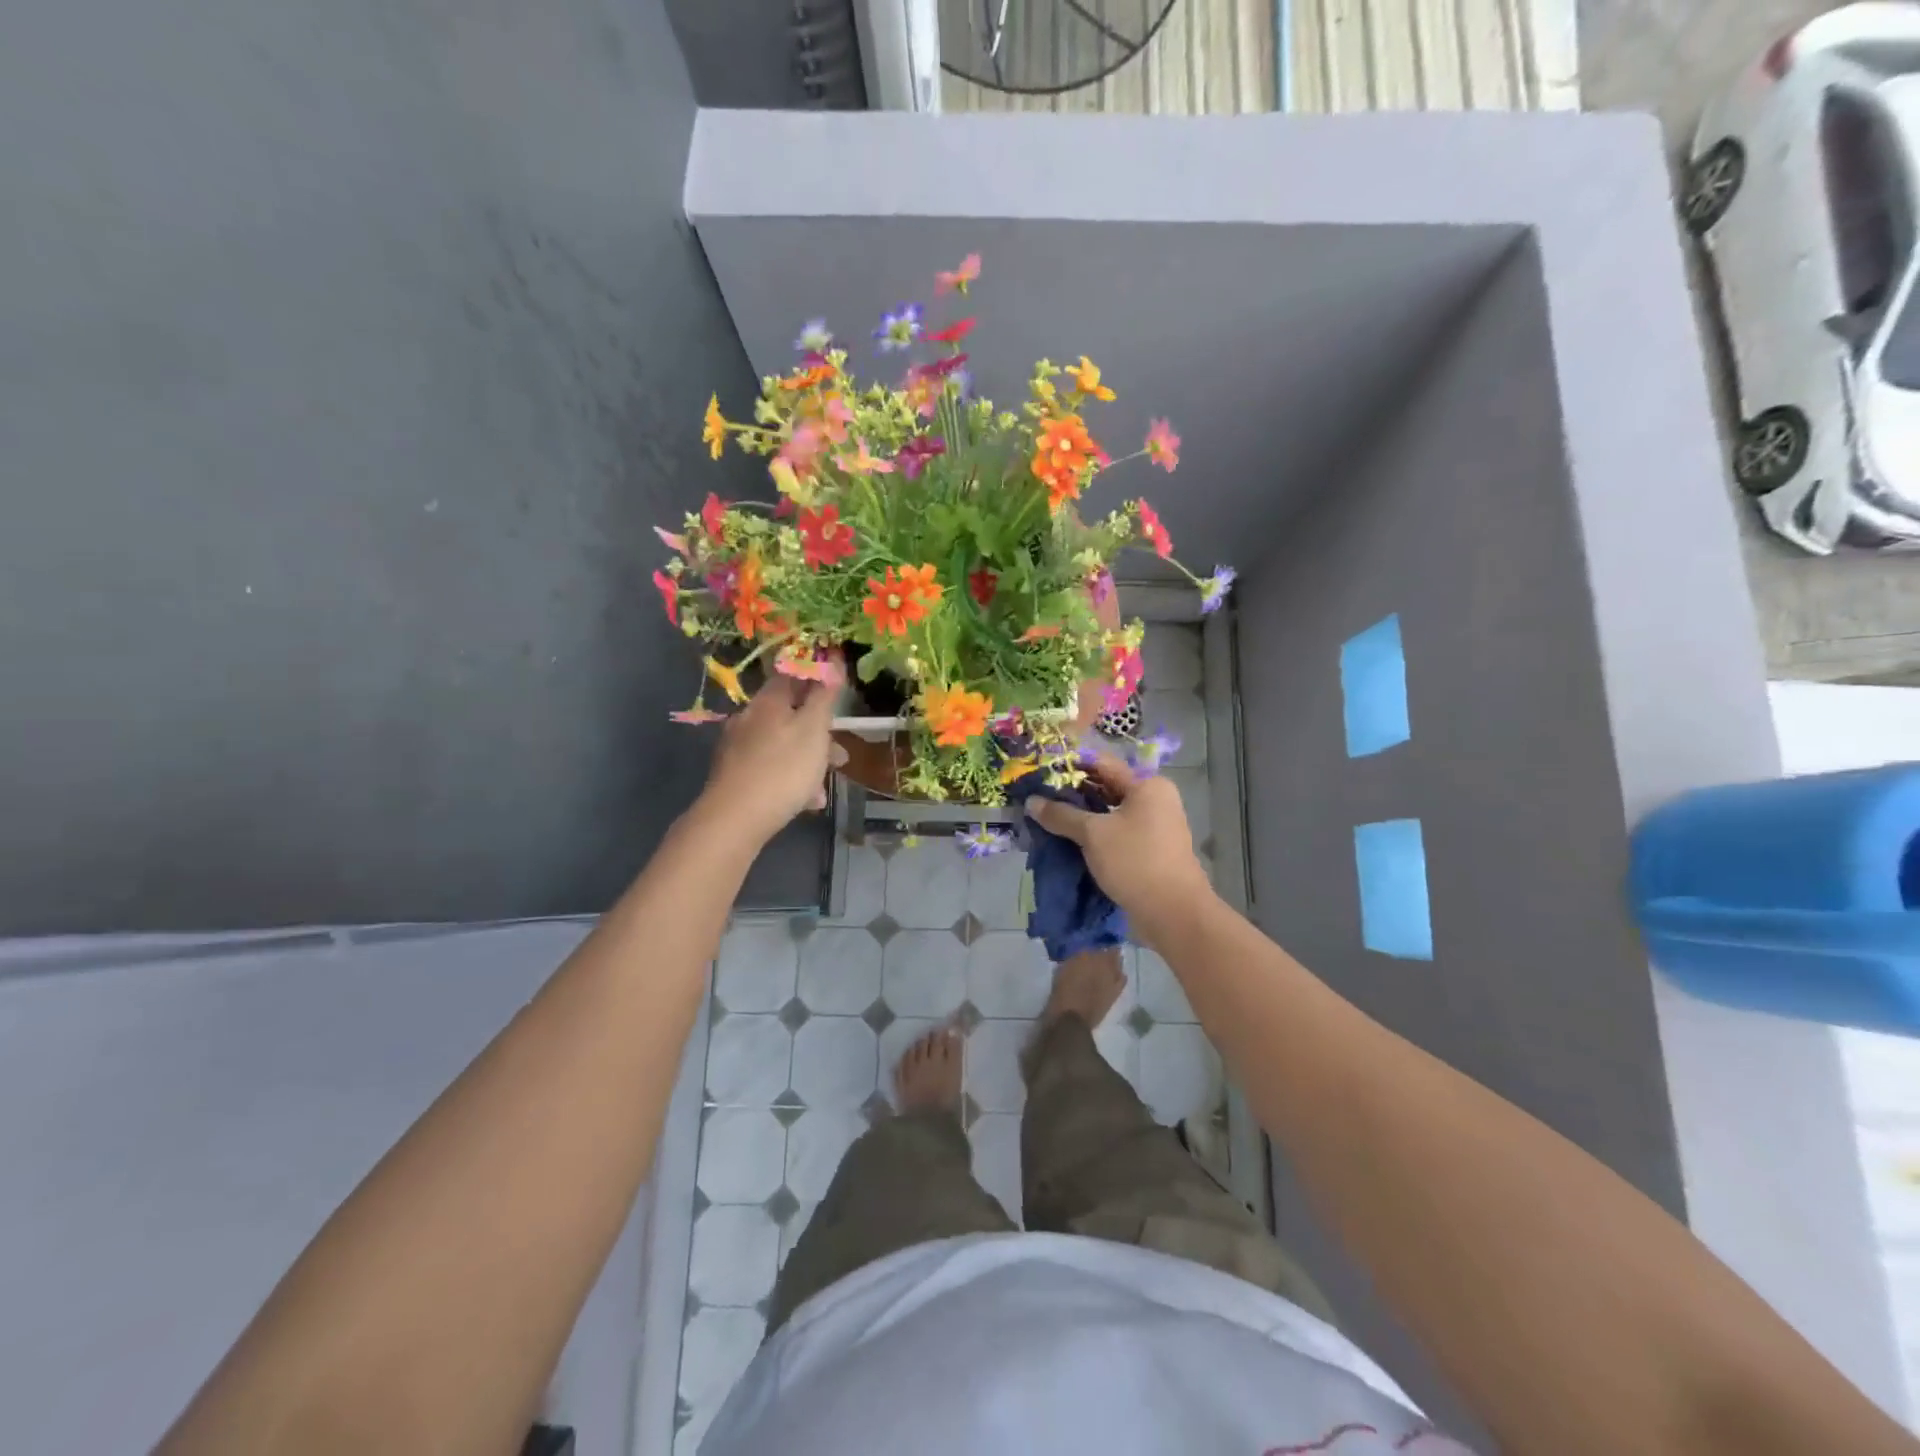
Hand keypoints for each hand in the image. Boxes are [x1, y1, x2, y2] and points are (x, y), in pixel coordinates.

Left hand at [697, 676, 845, 845]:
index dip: (817, 676)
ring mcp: (738, 747)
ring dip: (808, 759)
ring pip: (782, 744)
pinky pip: (770, 767)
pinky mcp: (734, 774)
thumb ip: (824, 694)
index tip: (838, 692)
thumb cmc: (783, 769)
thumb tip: (831, 656)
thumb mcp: (814, 729)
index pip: (793, 673)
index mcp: (768, 700)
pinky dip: (790, 778)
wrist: (735, 819)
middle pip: (790, 714)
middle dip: (818, 731)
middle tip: (840, 754)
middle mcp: (749, 718)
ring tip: (825, 784)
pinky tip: (806, 800)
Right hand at [1024, 754, 1213, 932]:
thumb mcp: (1093, 834)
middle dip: (1073, 794)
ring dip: (1082, 817)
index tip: (1040, 773)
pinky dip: (1095, 834)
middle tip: (1039, 798)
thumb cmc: (1135, 861)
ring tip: (1048, 819)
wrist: (1174, 913)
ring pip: (1110, 812)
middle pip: (1106, 787)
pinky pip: (1117, 833)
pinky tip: (1069, 841)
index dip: (1070, 766)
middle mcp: (1155, 799)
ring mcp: (1155, 826)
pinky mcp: (1151, 849)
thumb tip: (1031, 802)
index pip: (1102, 764)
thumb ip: (1061, 815)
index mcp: (1147, 785)